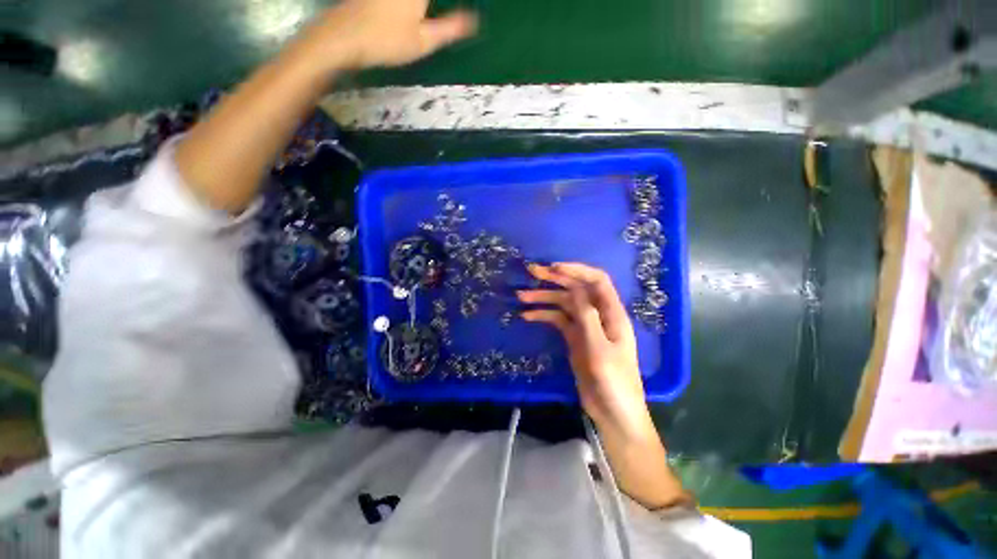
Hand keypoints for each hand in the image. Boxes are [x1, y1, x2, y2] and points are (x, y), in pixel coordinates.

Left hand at [302, 0, 477, 69]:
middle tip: (431, 16)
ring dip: (421, 7)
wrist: (343, 37)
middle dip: (429, 7)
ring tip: (424, 14)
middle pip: (423, 0)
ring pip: (415, 1)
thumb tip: (475, 21)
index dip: (453, 6)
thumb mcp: (424, 41)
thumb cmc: (387, 41)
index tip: (465, 13)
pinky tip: (412, 13)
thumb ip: (450, 28)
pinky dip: (411, 6)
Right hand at [518, 263, 654, 440]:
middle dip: (554, 278)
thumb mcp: (600, 351)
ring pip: (563, 303)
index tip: (553, 268)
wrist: (613, 413)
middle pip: (576, 288)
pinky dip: (543, 315)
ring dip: (543, 297)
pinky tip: (527, 315)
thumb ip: (588, 318)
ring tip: (521, 296)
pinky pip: (557, 320)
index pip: (596, 281)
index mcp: (612, 313)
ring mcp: (585, 326)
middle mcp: (598, 314)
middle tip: (531, 271)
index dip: (576, 270)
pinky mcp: (574, 337)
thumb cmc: (614, 383)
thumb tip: (574, 290)